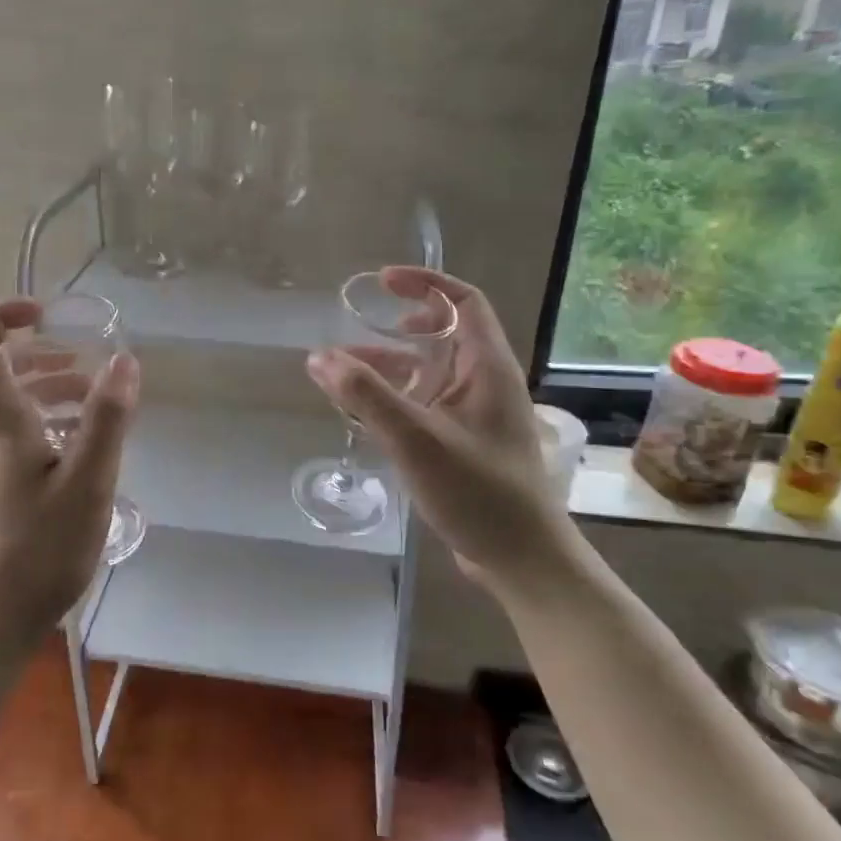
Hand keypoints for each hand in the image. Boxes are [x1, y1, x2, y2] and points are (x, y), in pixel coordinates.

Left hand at [0, 297, 138, 651]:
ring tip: (96, 397)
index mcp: (1, 422)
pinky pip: (26, 432)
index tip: (44, 314)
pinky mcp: (6, 485)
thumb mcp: (87, 483)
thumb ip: (107, 420)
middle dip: (40, 351)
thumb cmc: (40, 550)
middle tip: (83, 358)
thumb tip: (124, 359)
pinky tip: (89, 443)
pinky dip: (55, 420)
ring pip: (15, 402)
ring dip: (52, 386)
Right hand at [305, 267, 571, 591]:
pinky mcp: (464, 443)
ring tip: (340, 372)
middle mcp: (484, 383)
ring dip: (387, 366)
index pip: (464, 301)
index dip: (424, 283)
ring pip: (428, 372)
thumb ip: (366, 396)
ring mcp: (475, 414)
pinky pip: (425, 404)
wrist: (522, 559)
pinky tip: (362, 413)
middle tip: (356, 326)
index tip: (382, 281)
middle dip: (396, 326)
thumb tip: (319, 357)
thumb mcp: (416, 439)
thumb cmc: (478, 492)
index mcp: (487, 367)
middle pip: (442, 335)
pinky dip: (393, 399)